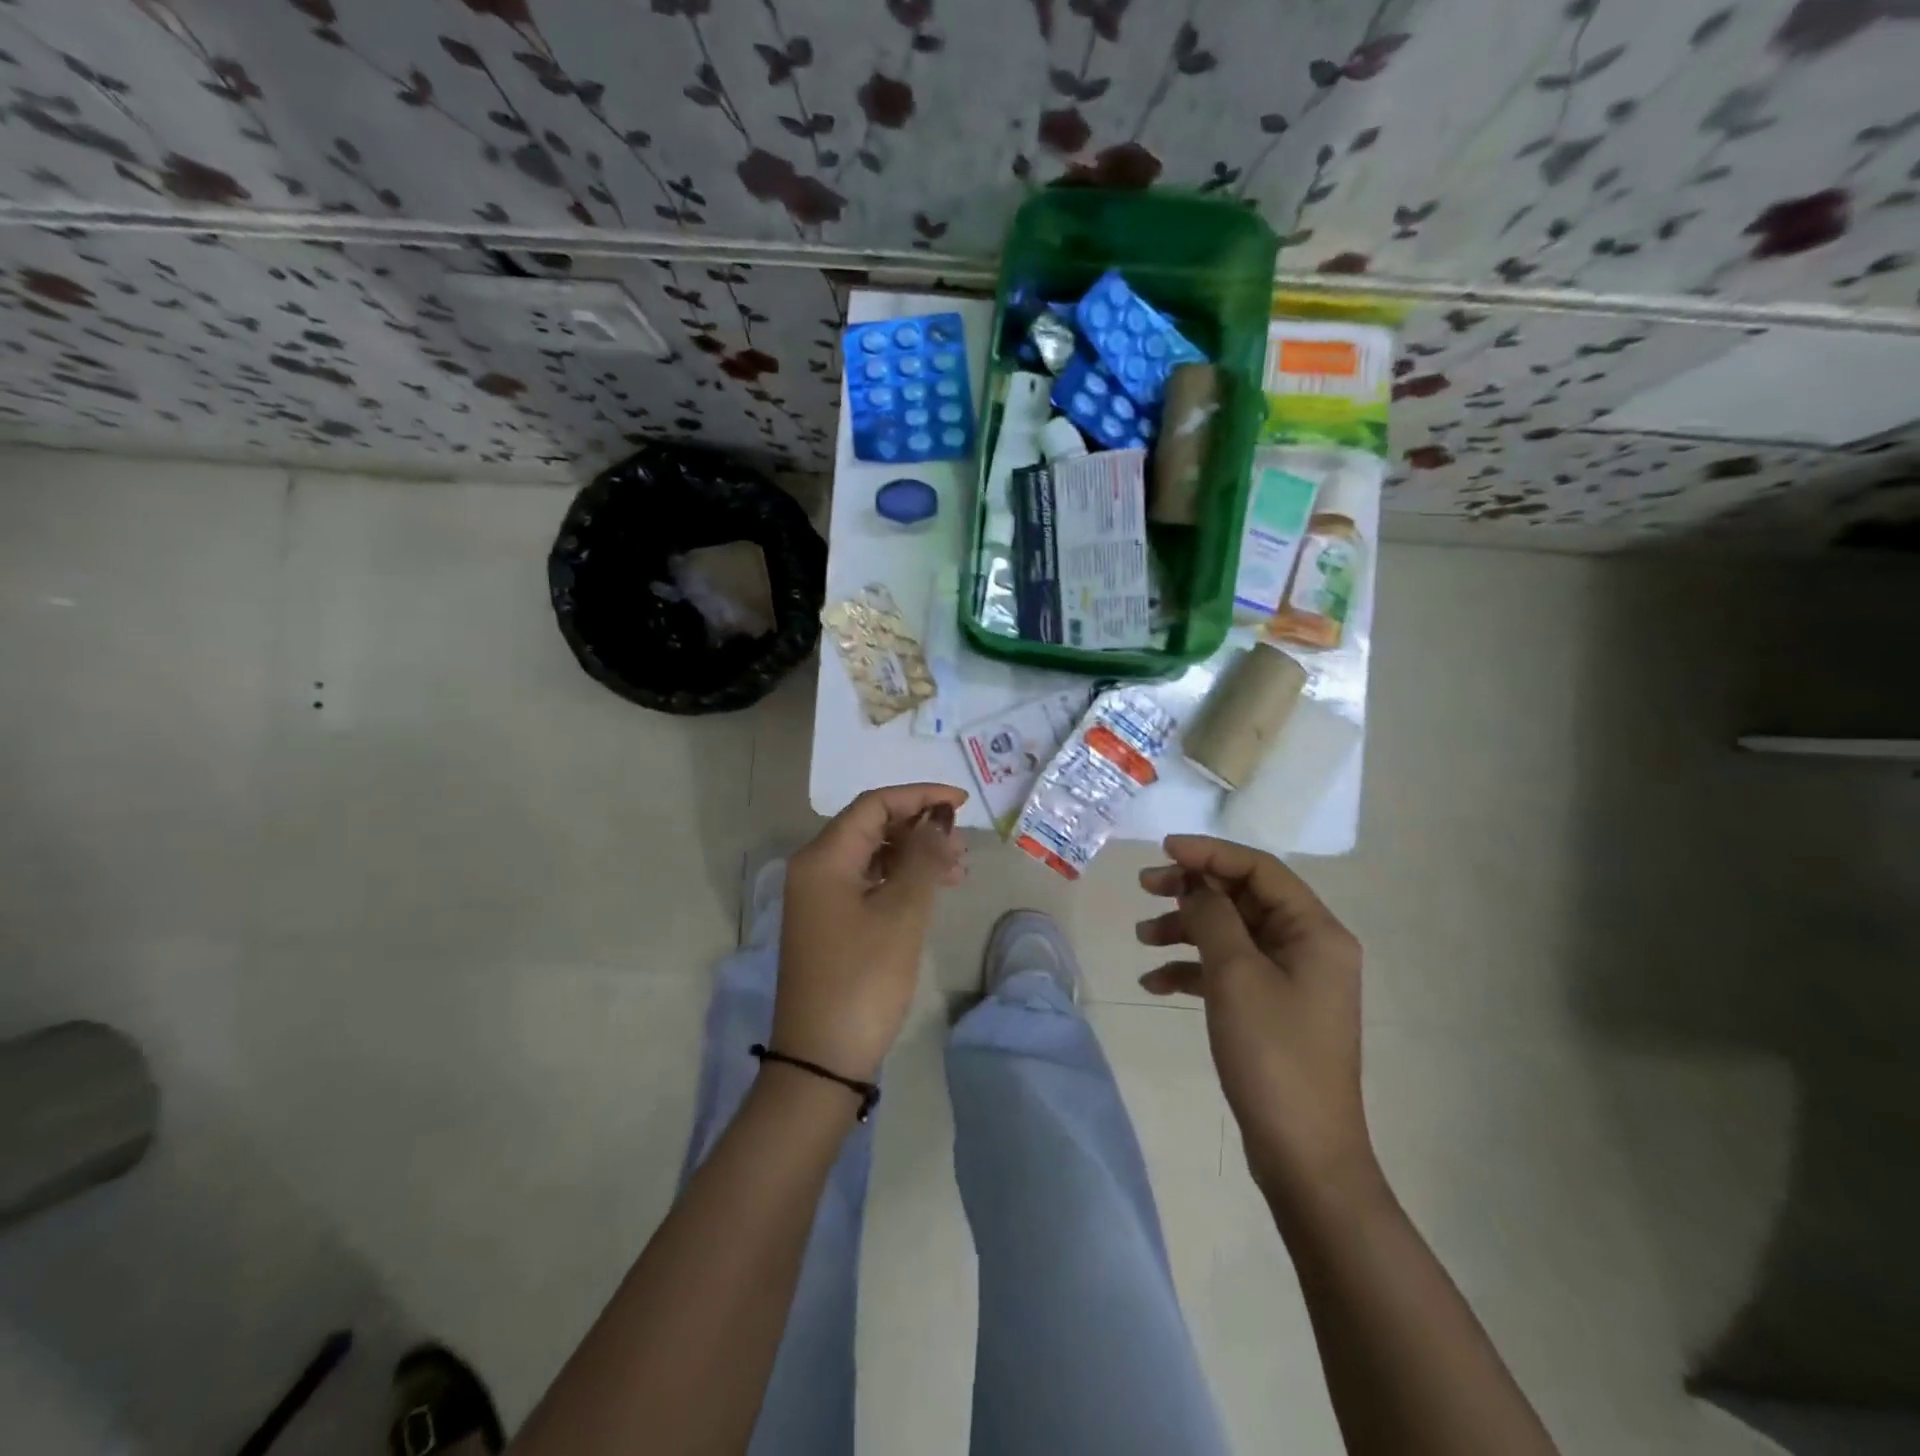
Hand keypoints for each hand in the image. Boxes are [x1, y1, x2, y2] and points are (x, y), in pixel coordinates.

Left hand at [774, 783, 969, 1082]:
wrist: (822, 1058)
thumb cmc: (863, 979)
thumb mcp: (902, 914)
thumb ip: (923, 858)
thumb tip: (940, 819)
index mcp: (823, 858)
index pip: (874, 805)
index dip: (920, 796)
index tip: (962, 803)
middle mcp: (815, 869)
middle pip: (871, 827)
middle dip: (919, 828)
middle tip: (962, 846)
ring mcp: (819, 898)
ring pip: (872, 856)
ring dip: (914, 855)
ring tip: (957, 871)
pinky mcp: (829, 923)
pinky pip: (868, 883)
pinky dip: (900, 880)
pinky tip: (931, 891)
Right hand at [1136, 835, 1371, 1195]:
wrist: (1303, 1154)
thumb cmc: (1273, 1054)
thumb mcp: (1235, 974)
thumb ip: (1212, 915)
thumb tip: (1195, 882)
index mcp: (1315, 931)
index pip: (1259, 869)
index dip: (1210, 853)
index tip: (1163, 851)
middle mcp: (1308, 947)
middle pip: (1243, 898)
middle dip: (1192, 890)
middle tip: (1144, 887)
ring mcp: (1291, 979)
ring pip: (1231, 933)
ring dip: (1186, 928)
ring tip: (1142, 937)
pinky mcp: (1272, 1008)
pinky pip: (1228, 970)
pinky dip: (1193, 969)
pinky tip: (1156, 982)